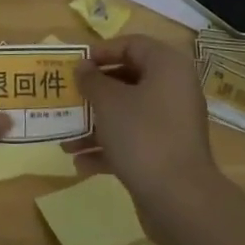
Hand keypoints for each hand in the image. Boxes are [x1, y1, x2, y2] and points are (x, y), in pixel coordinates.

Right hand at [66, 37, 216, 208]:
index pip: (132, 45)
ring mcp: (172, 123)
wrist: (179, 199)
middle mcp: (174, 89)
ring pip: (127, 113)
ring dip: (95, 124)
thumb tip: (83, 67)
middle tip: (68, 98)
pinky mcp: (167, 153)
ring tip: (65, 139)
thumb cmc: (142, 135)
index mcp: (167, 66)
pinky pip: (133, 140)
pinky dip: (109, 147)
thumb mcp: (109, 102)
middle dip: (94, 92)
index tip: (76, 65)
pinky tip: (80, 163)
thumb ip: (92, 80)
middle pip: (128, 79)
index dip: (101, 52)